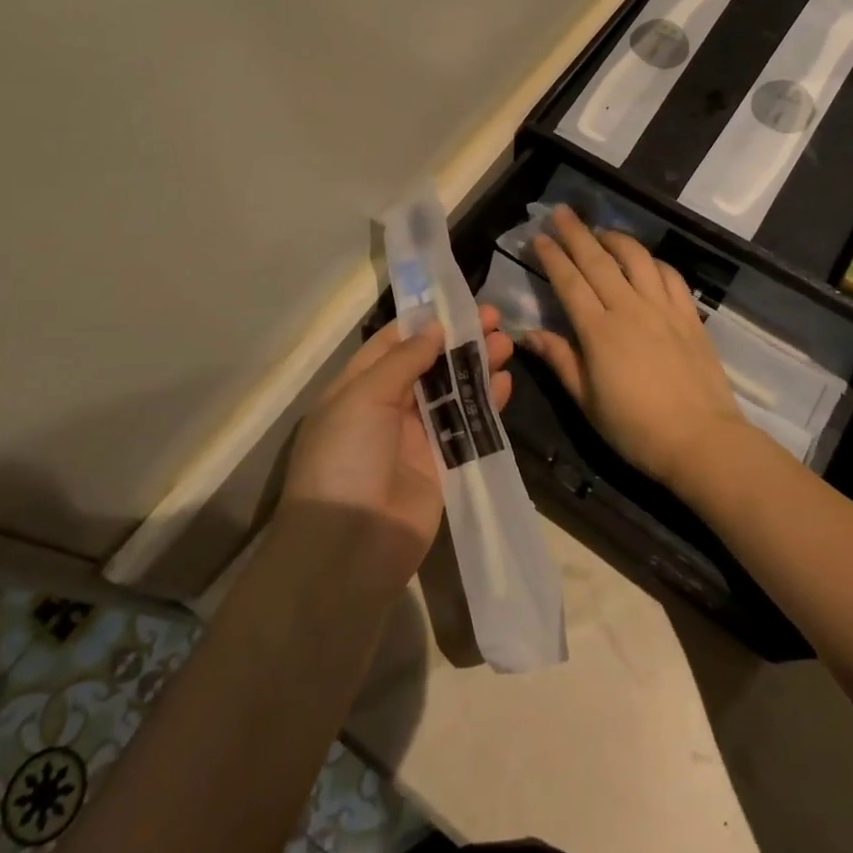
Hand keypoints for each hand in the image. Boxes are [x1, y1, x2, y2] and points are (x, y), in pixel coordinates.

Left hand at [281, 306, 513, 590]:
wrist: (348, 550)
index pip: (392, 344)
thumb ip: (403, 361)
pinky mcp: (442, 466)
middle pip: (429, 365)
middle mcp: (386, 409)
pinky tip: (505, 383)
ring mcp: (416, 439)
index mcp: (357, 388)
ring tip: (507, 343)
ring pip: (452, 392)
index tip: (458, 302)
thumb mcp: (363, 398)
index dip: (424, 322)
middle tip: (495, 319)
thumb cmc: (345, 459)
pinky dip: (487, 405)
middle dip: (460, 340)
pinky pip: (467, 427)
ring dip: (478, 367)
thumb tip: (434, 328)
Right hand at [523, 205, 747, 490]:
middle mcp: (629, 308)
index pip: (569, 282)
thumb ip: (560, 360)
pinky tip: (644, 260)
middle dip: (576, 233)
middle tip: (561, 212)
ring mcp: (663, 308)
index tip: (539, 237)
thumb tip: (528, 335)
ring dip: (615, 238)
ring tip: (600, 231)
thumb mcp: (587, 401)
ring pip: (636, 258)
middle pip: (598, 260)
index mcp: (598, 331)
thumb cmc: (635, 428)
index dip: (552, 257)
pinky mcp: (688, 314)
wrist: (700, 439)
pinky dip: (653, 261)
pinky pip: (669, 275)